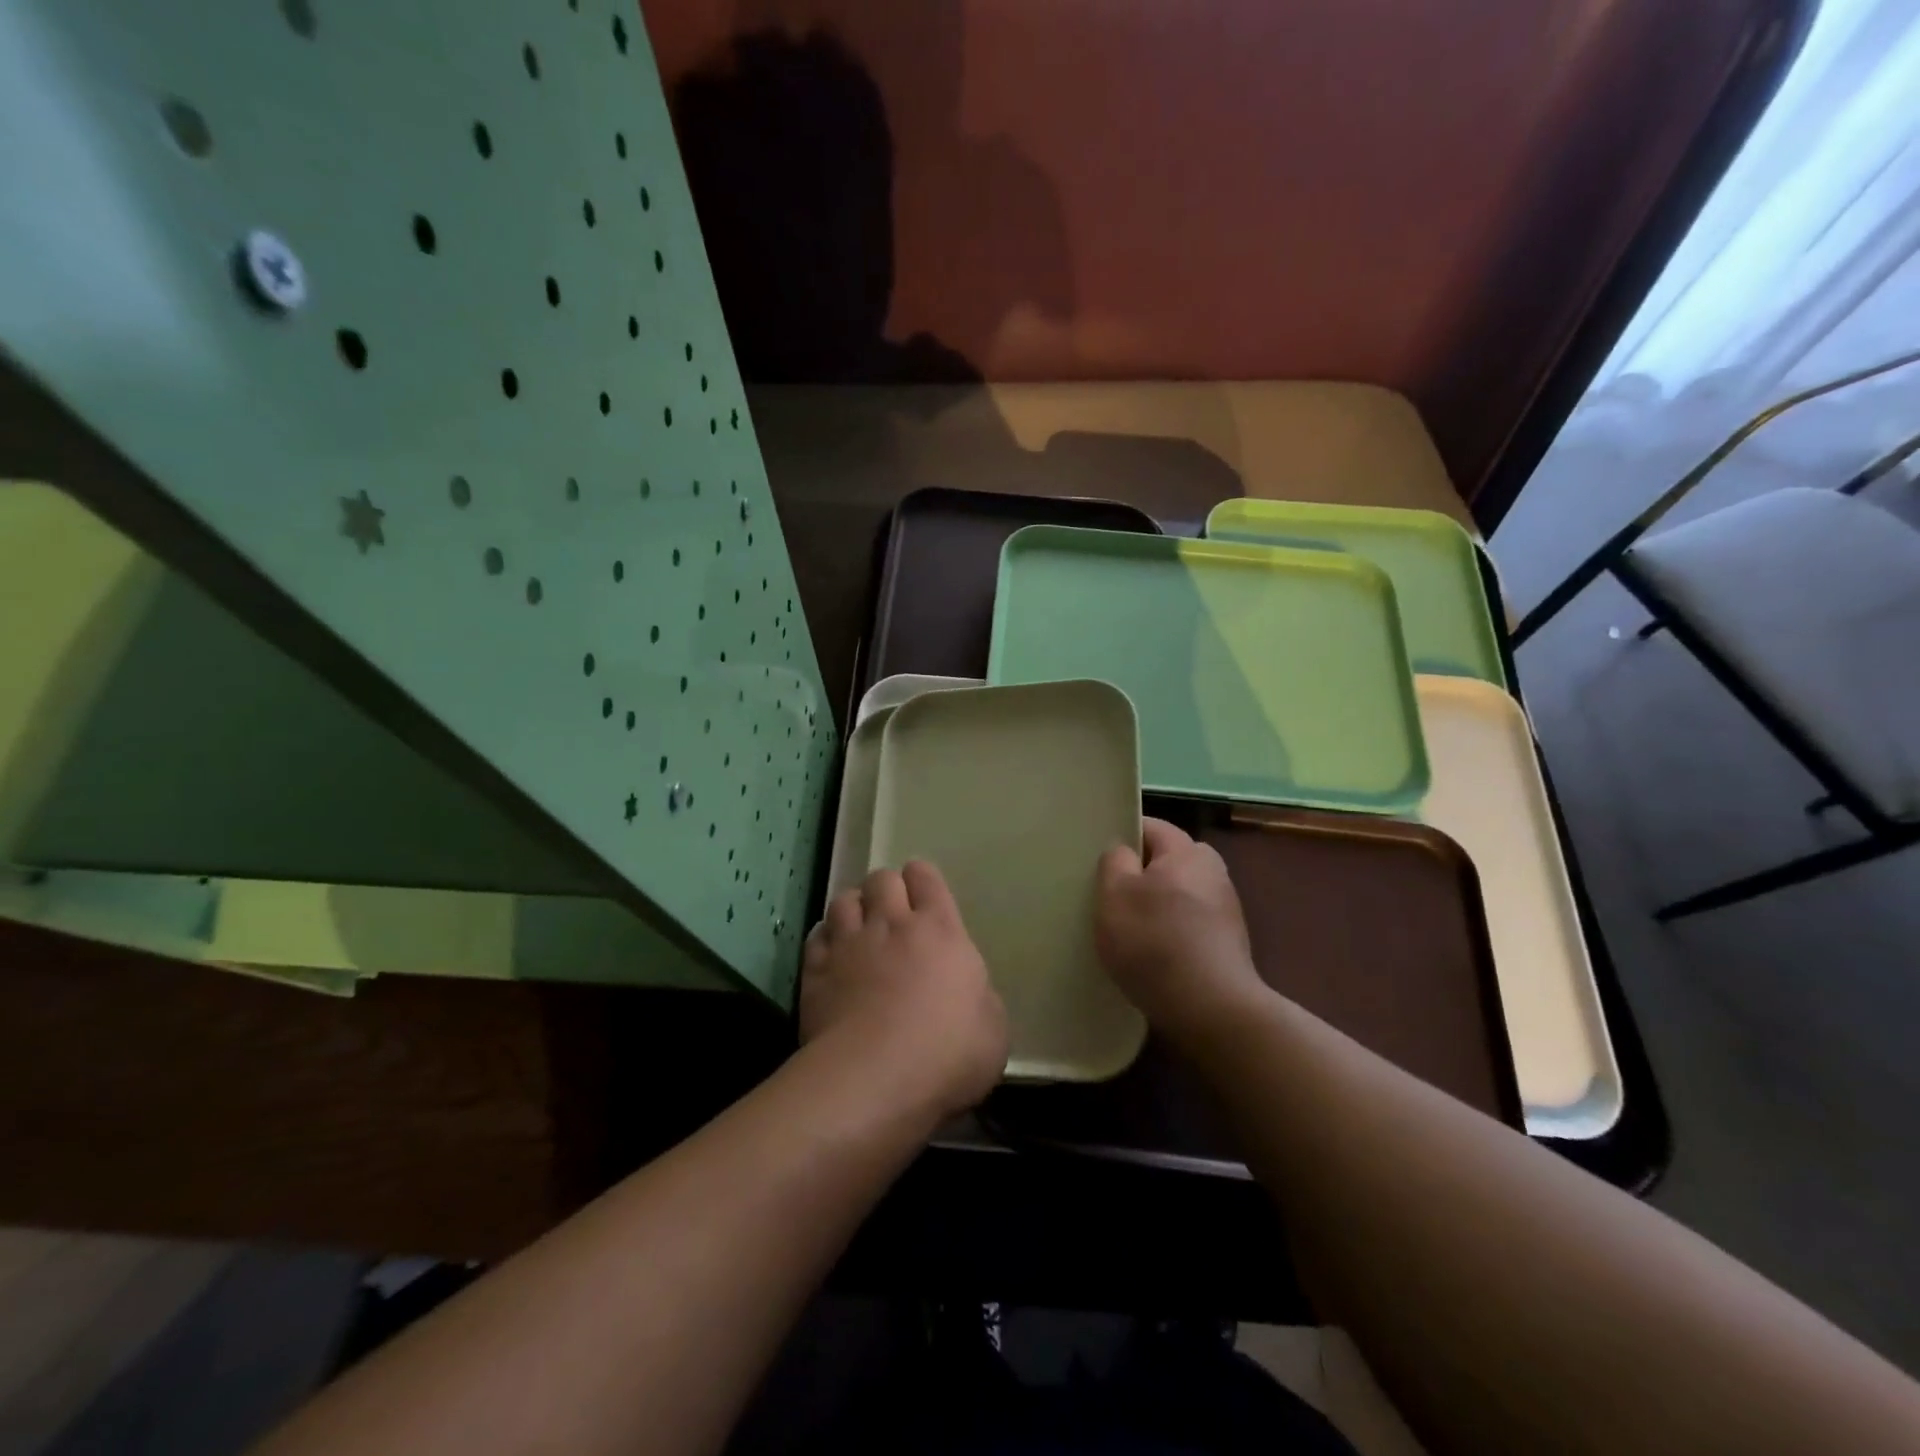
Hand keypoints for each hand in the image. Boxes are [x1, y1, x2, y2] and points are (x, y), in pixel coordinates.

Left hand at [800, 862, 1008, 1117]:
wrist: (875, 1079)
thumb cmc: (947, 1053)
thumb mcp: (993, 1029)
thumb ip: (980, 998)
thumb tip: (968, 995)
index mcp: (939, 930)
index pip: (926, 877)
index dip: (922, 880)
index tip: (923, 895)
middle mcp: (891, 924)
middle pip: (881, 879)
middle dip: (886, 890)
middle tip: (892, 916)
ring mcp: (849, 945)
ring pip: (843, 900)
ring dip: (853, 909)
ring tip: (858, 931)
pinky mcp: (816, 972)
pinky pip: (816, 937)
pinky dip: (825, 940)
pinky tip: (831, 956)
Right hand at [1095, 817, 1266, 1045]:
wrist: (1211, 1009)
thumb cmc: (1154, 942)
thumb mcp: (1114, 895)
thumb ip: (1114, 861)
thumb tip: (1123, 850)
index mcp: (1187, 851)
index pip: (1151, 826)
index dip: (1122, 837)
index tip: (1098, 860)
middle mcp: (1213, 871)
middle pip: (1168, 860)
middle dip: (1141, 872)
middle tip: (1111, 895)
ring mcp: (1226, 908)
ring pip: (1179, 893)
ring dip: (1157, 905)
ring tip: (1129, 929)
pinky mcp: (1229, 942)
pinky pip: (1190, 922)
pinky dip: (1172, 931)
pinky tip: (1154, 954)